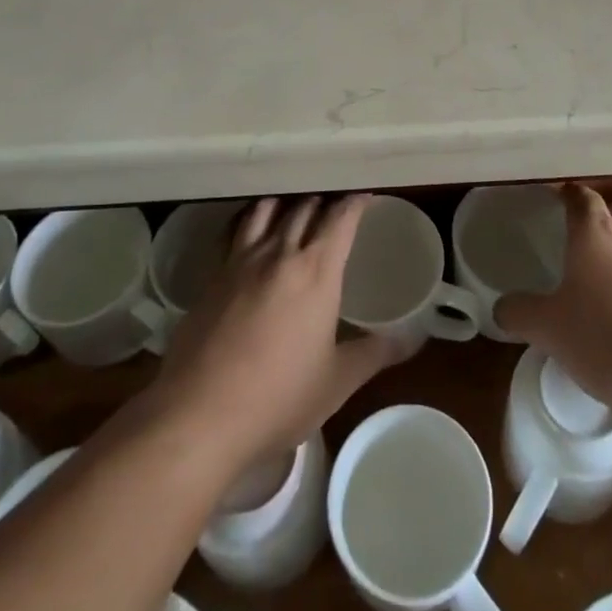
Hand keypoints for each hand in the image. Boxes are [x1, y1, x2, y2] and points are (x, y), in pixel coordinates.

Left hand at [150, 196, 405, 468]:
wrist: (199, 416)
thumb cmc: (278, 399)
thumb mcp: (336, 382)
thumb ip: (375, 354)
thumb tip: (412, 338)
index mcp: (317, 271)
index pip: (341, 218)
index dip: (355, 202)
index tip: (366, 194)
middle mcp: (281, 254)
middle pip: (305, 207)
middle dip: (323, 199)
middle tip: (334, 200)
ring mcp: (242, 262)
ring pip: (267, 211)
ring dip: (286, 202)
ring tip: (294, 203)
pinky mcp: (213, 277)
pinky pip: (237, 232)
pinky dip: (250, 220)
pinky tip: (250, 228)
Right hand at [496, 183, 611, 421]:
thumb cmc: (607, 337)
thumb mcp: (549, 329)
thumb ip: (521, 314)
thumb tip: (502, 307)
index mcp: (593, 233)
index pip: (580, 197)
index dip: (568, 194)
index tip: (557, 198)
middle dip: (598, 217)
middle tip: (578, 238)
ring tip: (605, 282)